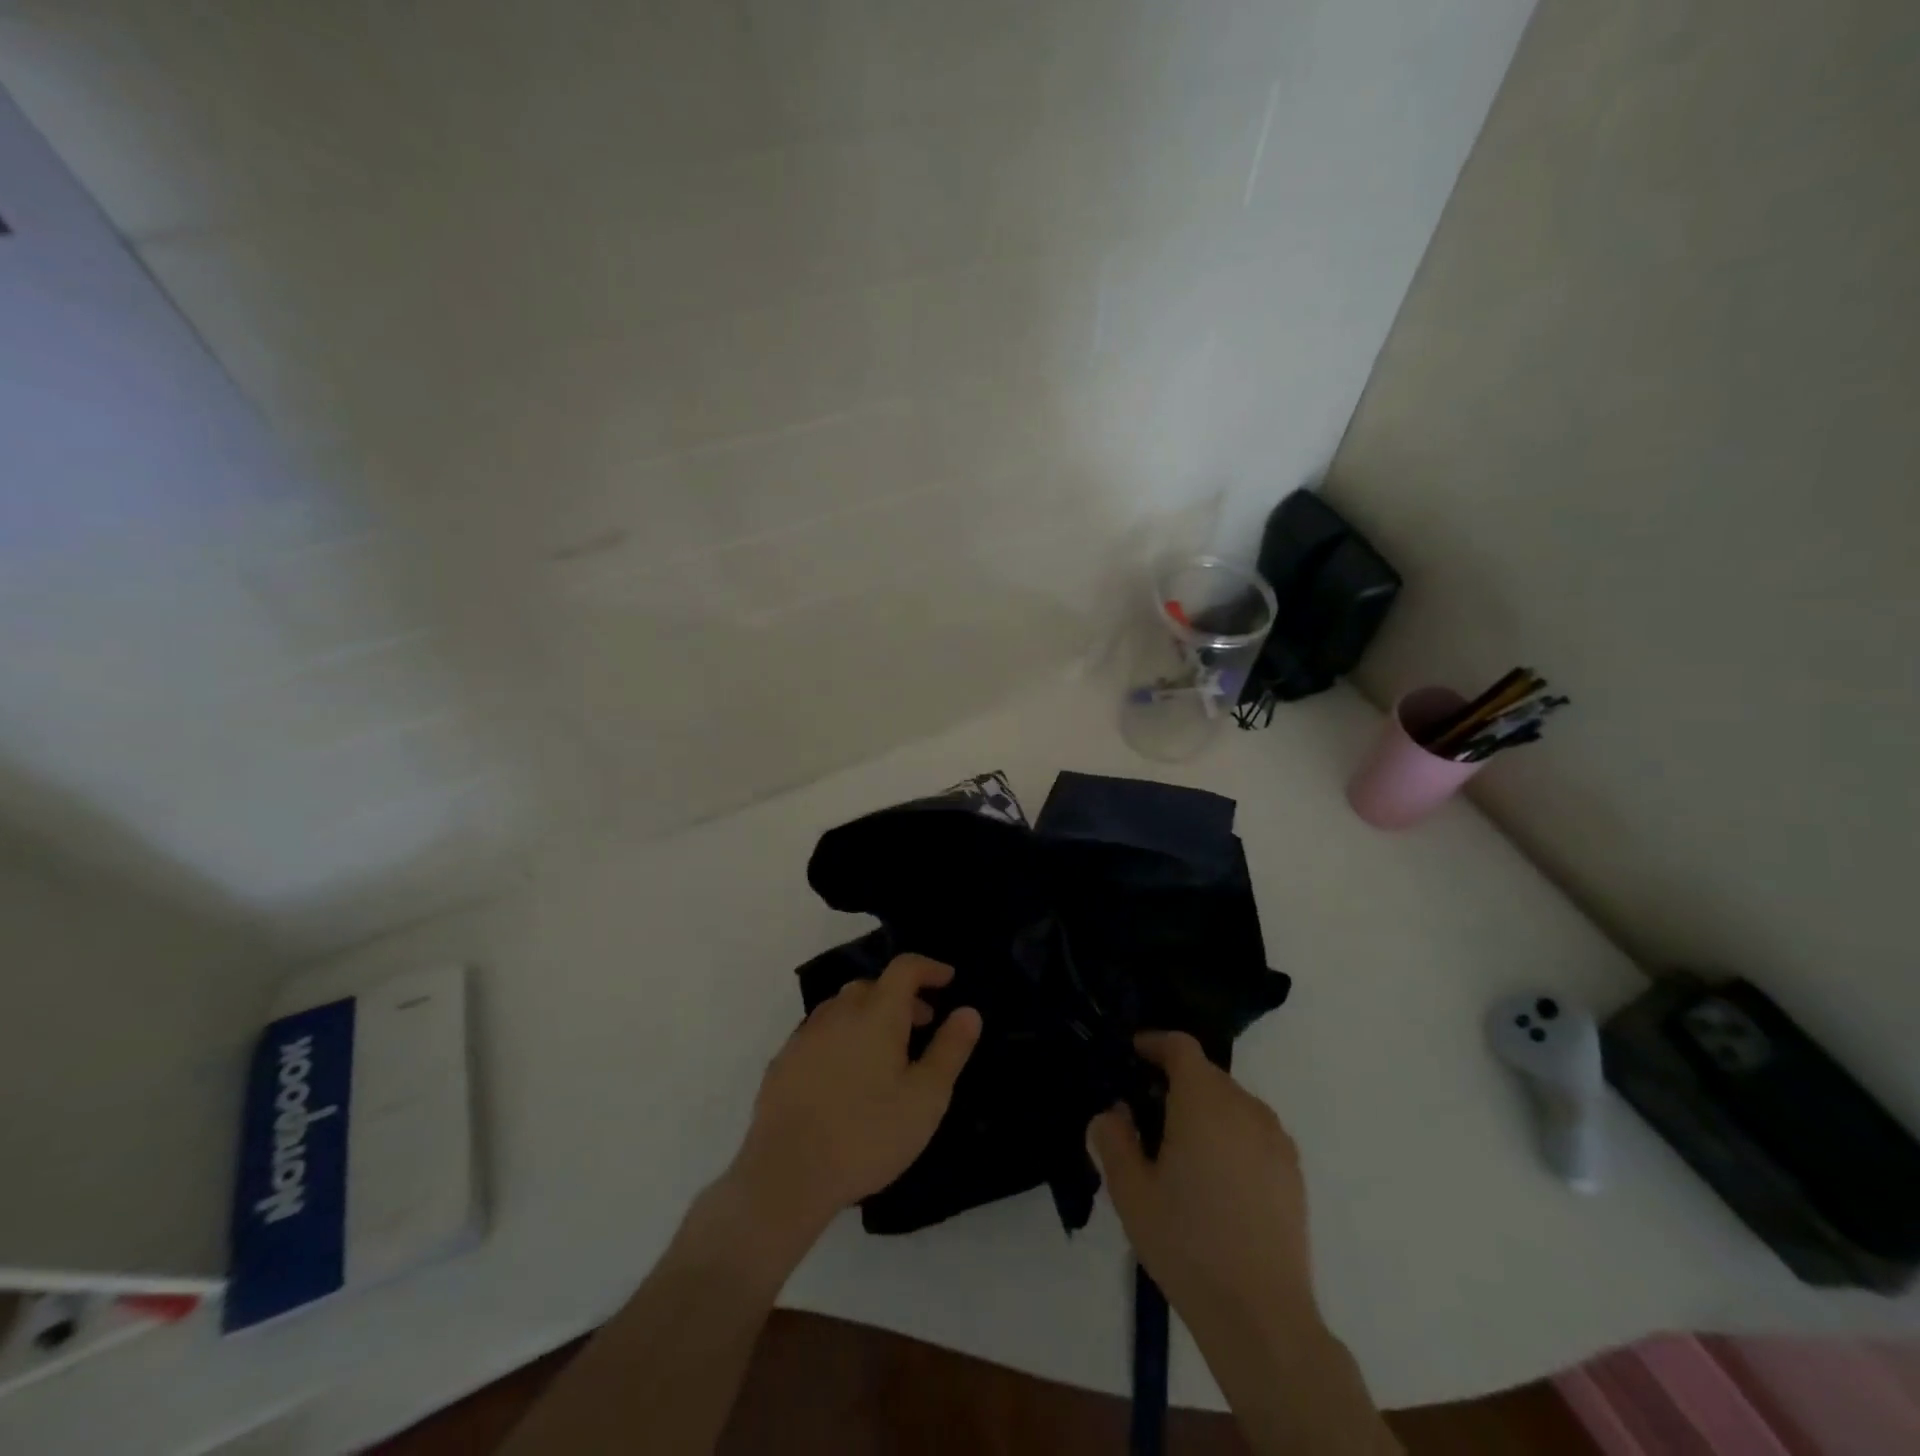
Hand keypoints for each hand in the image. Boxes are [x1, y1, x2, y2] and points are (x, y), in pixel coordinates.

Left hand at [729, 954, 982, 1243]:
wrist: (787, 1173)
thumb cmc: (868, 1134)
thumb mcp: (926, 1097)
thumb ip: (950, 1049)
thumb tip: (968, 1011)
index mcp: (877, 1013)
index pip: (905, 968)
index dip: (929, 968)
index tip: (948, 980)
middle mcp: (839, 1012)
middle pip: (873, 985)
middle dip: (901, 996)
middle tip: (922, 1024)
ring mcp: (806, 1035)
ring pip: (843, 1007)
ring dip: (869, 1014)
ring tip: (885, 1051)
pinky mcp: (783, 1060)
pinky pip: (820, 1032)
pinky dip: (842, 1036)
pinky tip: (846, 1074)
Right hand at [1087, 1031, 1317, 1345]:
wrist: (1261, 1316)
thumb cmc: (1187, 1244)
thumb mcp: (1130, 1192)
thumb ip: (1113, 1140)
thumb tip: (1111, 1113)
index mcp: (1203, 1101)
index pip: (1180, 1046)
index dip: (1154, 1043)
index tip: (1132, 1056)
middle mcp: (1245, 1106)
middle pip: (1205, 1073)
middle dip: (1174, 1081)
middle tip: (1145, 1114)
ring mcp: (1275, 1138)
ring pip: (1231, 1102)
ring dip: (1203, 1109)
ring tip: (1180, 1149)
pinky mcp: (1292, 1171)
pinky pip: (1253, 1131)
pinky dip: (1230, 1134)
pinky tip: (1215, 1179)